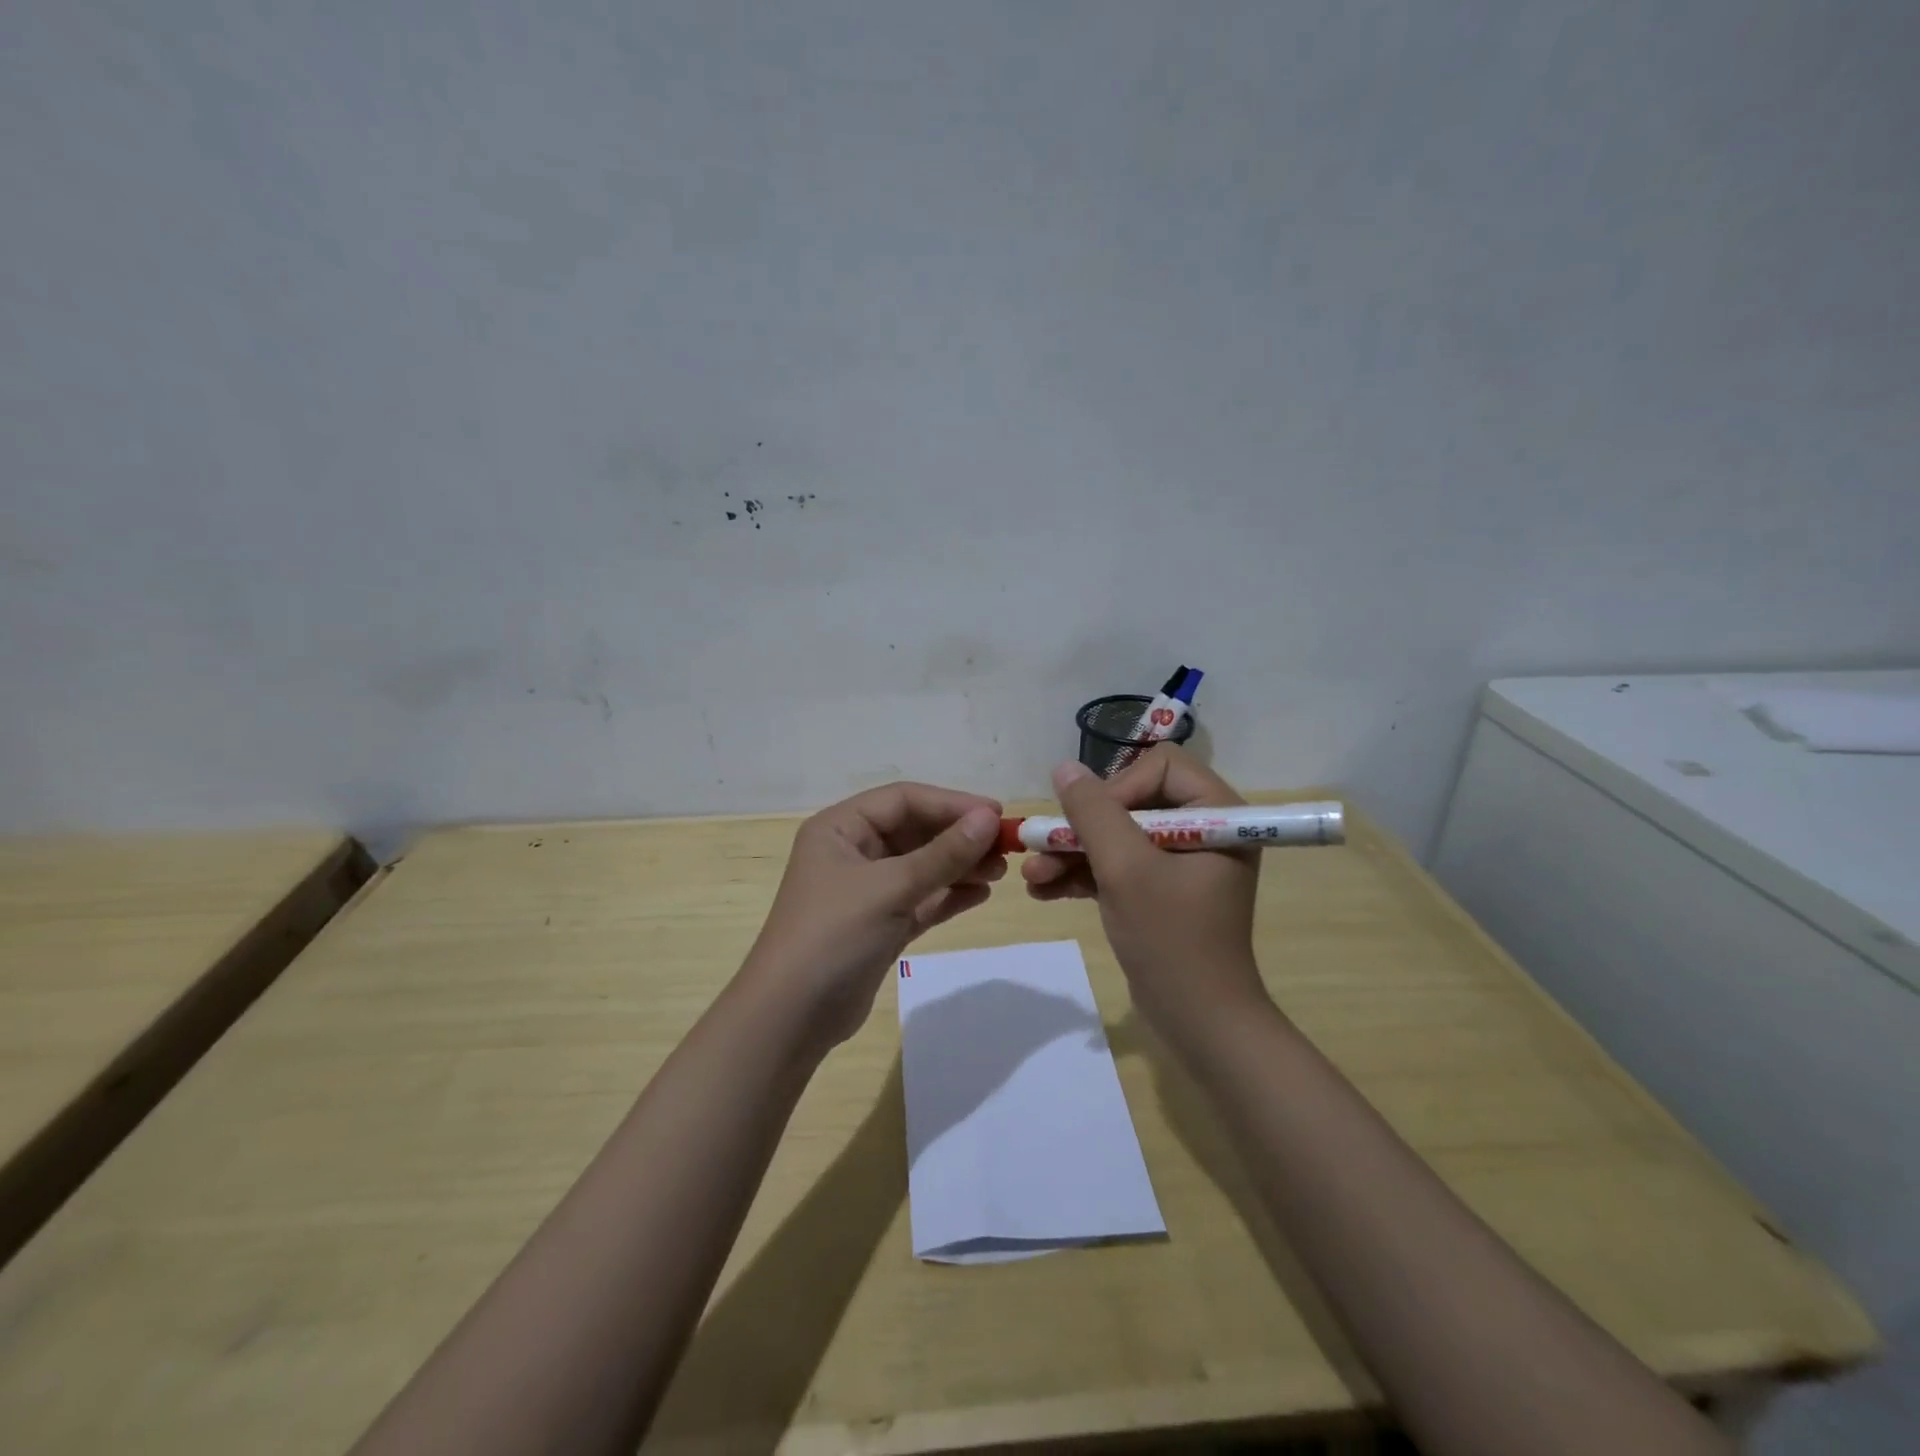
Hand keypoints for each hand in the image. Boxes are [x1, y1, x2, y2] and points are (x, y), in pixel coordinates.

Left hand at [741, 783, 1004, 1048]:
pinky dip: (949, 895)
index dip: (951, 803)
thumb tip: (990, 819)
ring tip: (1001, 872)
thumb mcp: (890, 888)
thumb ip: (943, 854)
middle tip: (1006, 847)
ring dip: (960, 866)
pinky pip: (921, 899)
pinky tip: (981, 895)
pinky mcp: (880, 925)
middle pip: (915, 831)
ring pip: (922, 866)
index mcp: (840, 828)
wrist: (791, 1019)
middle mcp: (852, 852)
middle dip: (959, 837)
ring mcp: (866, 891)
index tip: (996, 815)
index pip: (903, 800)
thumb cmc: (833, 936)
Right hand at [1023, 746, 1267, 1044]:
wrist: (1198, 1023)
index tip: (1091, 823)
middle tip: (1041, 847)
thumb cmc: (1171, 939)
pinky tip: (1043, 890)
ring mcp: (1178, 863)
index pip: (1160, 767)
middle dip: (1082, 828)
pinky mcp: (1158, 891)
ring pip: (1116, 836)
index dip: (1118, 787)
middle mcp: (1201, 830)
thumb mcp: (1126, 869)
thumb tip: (1064, 768)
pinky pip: (1117, 867)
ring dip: (1073, 854)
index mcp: (1216, 814)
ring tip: (1032, 876)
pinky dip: (1083, 876)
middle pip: (1130, 801)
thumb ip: (1093, 813)